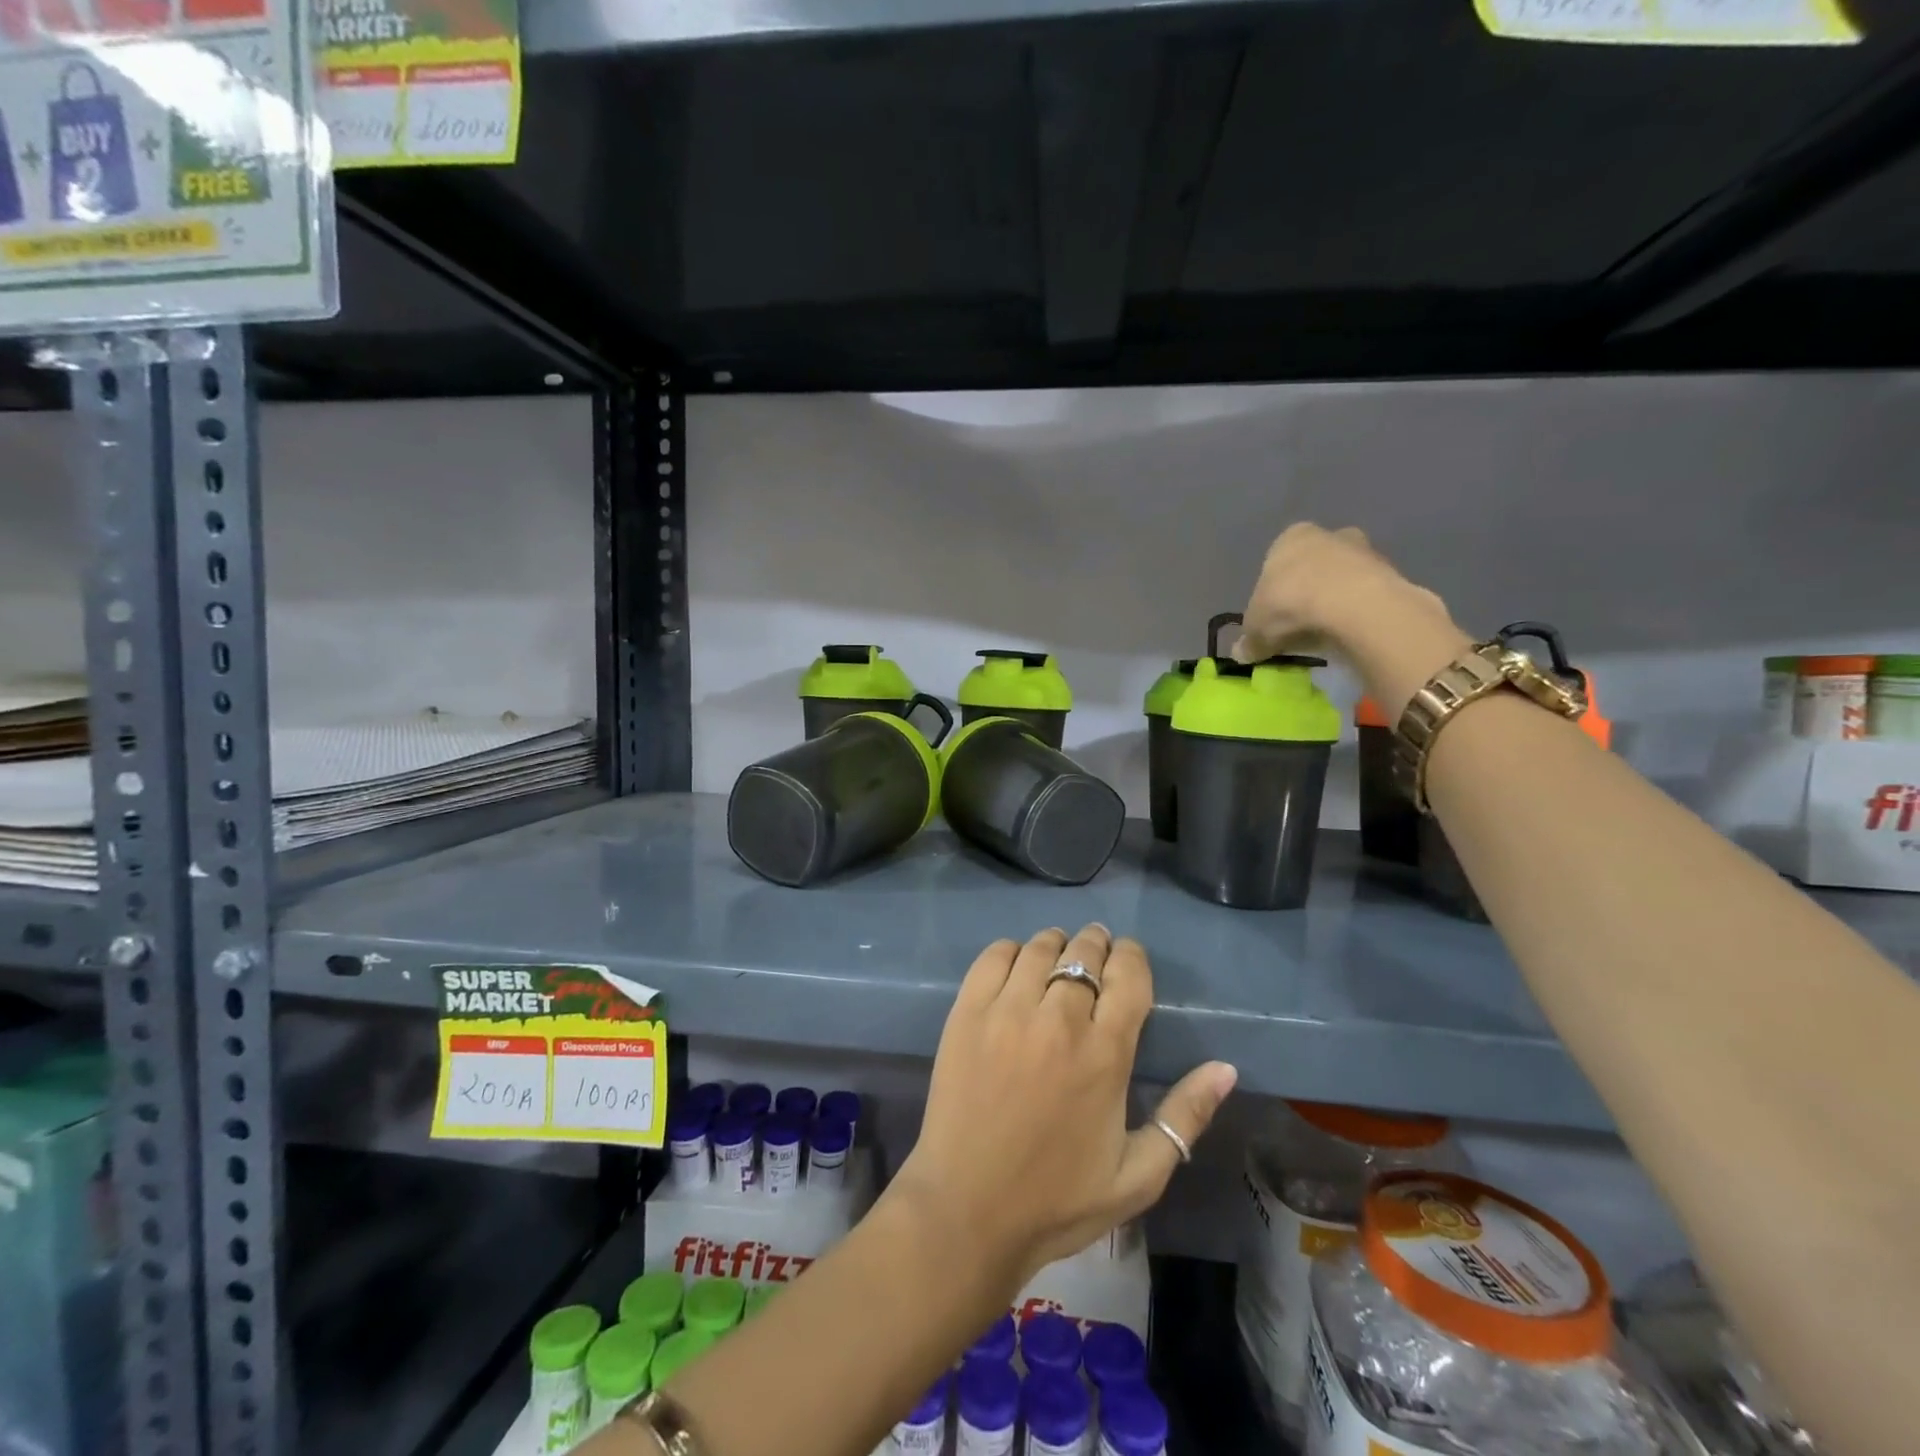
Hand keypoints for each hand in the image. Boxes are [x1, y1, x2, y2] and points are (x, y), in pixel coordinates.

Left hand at [887, 925, 1236, 1284]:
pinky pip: (994, 957)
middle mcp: (1058, 1020)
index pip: (1128, 975)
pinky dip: (1012, 951)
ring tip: (1060, 954)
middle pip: (1084, 952)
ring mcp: (1007, 1012)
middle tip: (1097, 951)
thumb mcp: (1138, 1176)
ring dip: (1057, 943)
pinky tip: (1018, 967)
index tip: (1129, 958)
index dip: (1132, 957)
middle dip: (1097, 944)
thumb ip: (1185, 1117)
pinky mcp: (967, 1013)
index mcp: (1105, 1055)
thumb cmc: (1057, 1199)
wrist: (967, 1210)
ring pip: (1040, 948)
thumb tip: (1226, 1068)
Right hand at [1236, 523, 1469, 716]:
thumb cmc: (1291, 604)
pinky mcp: (1391, 573)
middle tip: (1300, 624)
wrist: (1354, 606)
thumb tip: (1241, 653)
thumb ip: (1249, 640)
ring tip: (1326, 634)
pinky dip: (1358, 612)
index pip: (1277, 561)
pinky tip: (1349, 634)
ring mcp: (1364, 551)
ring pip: (1343, 578)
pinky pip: (1366, 595)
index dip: (1274, 590)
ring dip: (1335, 601)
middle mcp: (1329, 535)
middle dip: (1308, 590)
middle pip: (1314, 565)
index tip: (1274, 616)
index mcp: (1290, 538)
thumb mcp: (1257, 629)